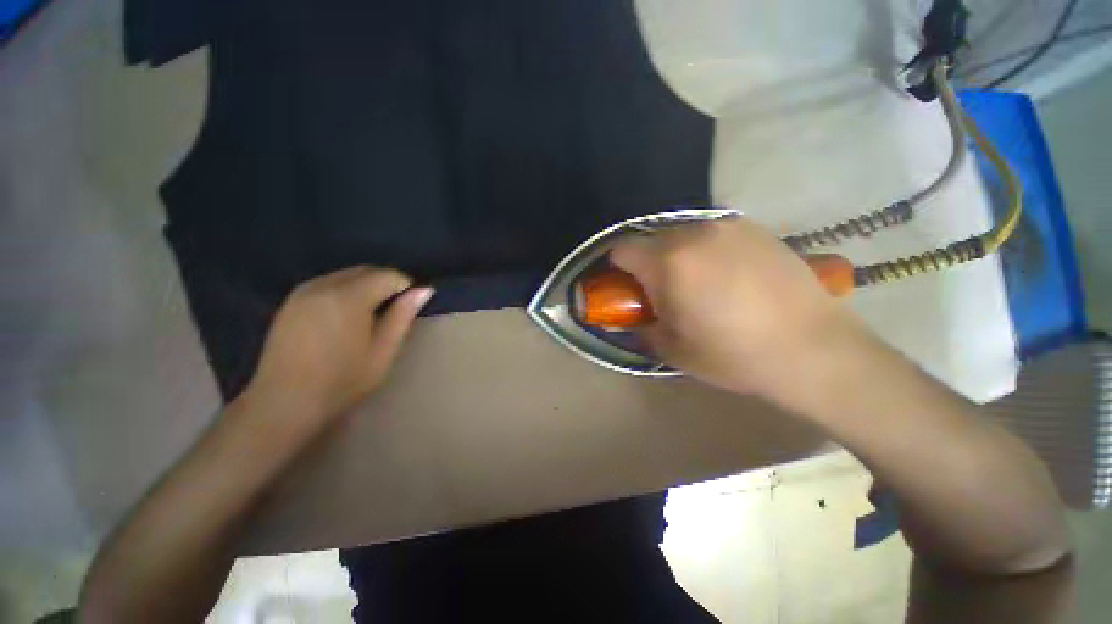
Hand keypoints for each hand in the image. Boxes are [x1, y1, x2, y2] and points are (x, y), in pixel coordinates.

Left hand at [242, 266, 432, 423]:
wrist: (284, 403)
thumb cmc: (343, 380)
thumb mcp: (383, 350)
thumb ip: (402, 316)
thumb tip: (424, 290)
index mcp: (348, 297)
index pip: (388, 275)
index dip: (406, 286)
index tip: (412, 305)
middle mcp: (323, 285)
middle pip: (365, 270)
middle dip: (386, 283)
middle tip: (397, 309)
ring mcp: (303, 292)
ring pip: (346, 275)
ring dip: (366, 286)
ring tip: (373, 314)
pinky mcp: (290, 302)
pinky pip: (327, 284)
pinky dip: (345, 291)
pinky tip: (347, 316)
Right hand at [611, 217, 868, 400]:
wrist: (814, 350)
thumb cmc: (733, 354)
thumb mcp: (673, 350)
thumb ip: (641, 328)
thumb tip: (630, 320)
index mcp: (669, 262)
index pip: (621, 249)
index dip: (616, 270)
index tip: (628, 289)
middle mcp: (695, 233)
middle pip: (650, 240)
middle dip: (647, 264)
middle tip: (664, 292)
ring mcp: (728, 227)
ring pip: (682, 235)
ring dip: (677, 257)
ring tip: (699, 285)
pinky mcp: (756, 229)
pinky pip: (713, 235)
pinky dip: (706, 251)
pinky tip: (729, 277)